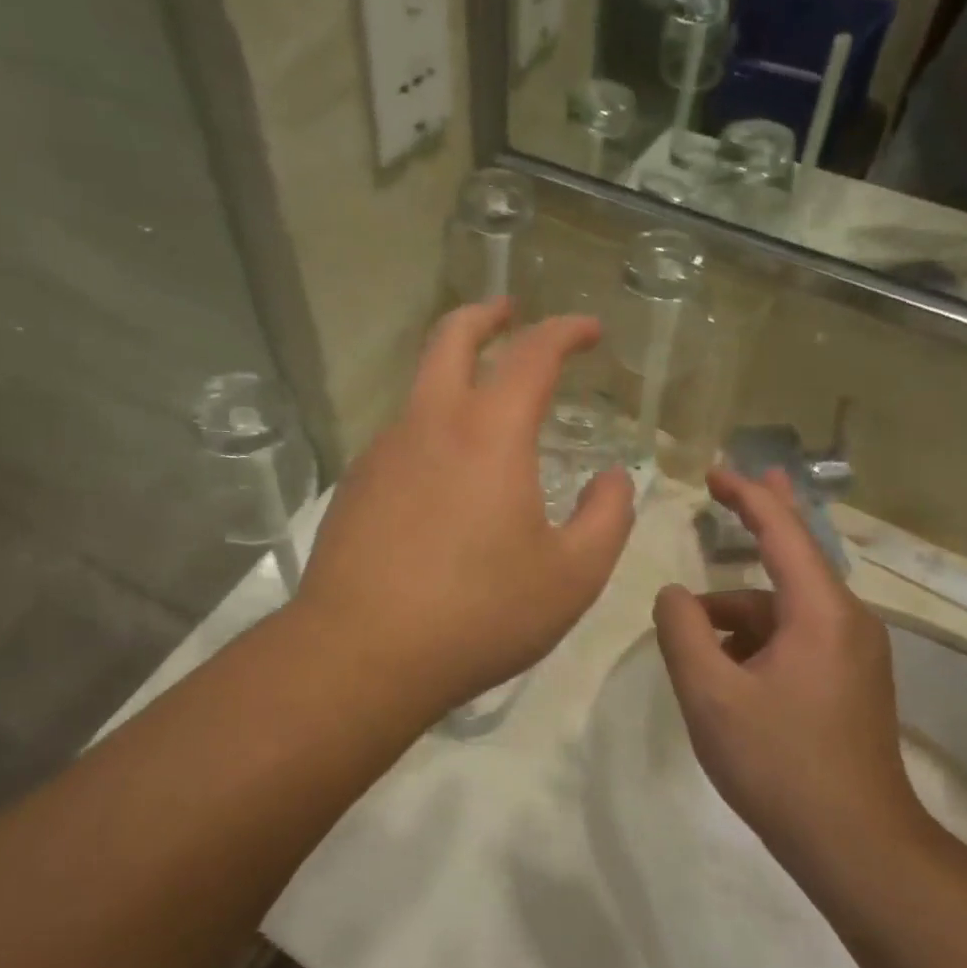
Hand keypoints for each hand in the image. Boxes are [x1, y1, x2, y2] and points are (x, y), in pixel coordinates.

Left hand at [296, 300, 635, 717]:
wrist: (360, 656)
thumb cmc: (478, 614)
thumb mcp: (571, 577)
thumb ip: (606, 519)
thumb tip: (612, 480)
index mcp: (489, 434)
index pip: (532, 354)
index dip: (565, 331)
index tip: (588, 329)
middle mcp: (430, 425)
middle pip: (450, 337)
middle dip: (486, 315)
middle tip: (509, 311)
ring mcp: (382, 453)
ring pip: (420, 389)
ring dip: (454, 376)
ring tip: (485, 412)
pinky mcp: (355, 487)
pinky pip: (401, 439)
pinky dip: (431, 431)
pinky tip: (444, 481)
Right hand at [652, 469, 926, 878]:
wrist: (857, 846)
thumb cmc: (781, 764)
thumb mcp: (711, 696)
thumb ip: (683, 633)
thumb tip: (673, 595)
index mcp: (820, 611)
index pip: (782, 531)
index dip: (746, 495)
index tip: (714, 471)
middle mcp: (846, 619)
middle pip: (796, 554)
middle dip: (764, 516)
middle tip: (737, 482)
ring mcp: (853, 652)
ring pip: (785, 607)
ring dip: (739, 610)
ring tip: (692, 638)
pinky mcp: (849, 680)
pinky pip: (795, 636)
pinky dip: (756, 637)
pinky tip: (723, 669)